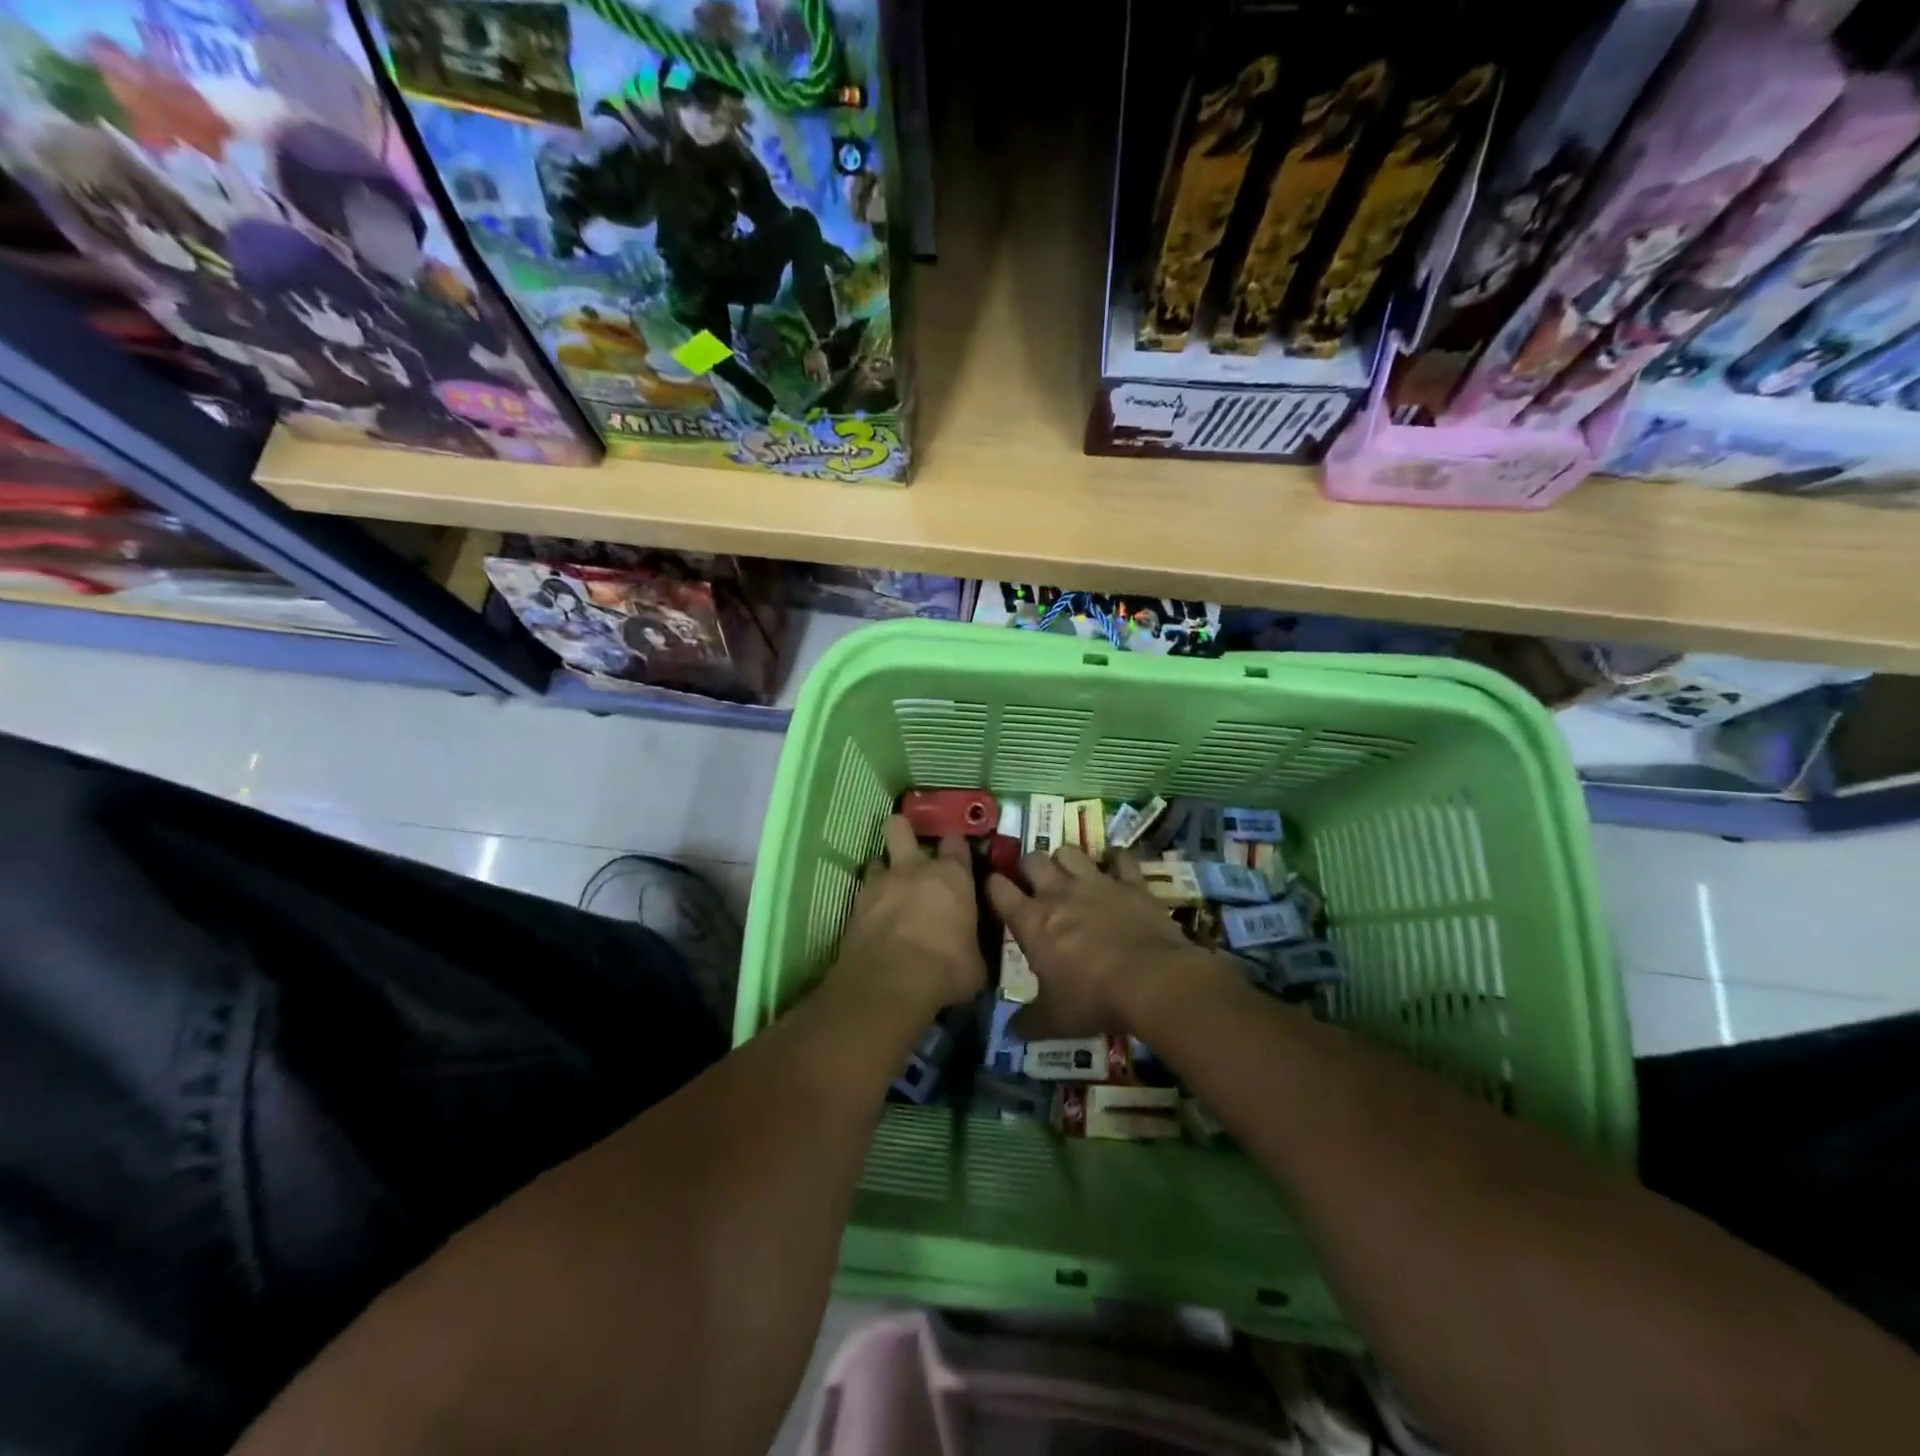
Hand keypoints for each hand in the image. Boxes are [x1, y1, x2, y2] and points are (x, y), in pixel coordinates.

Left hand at [832, 815, 985, 1014]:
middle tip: (908, 847)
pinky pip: (862, 891)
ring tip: (888, 887)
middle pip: (901, 827)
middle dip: (903, 830)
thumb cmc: (946, 969)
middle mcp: (914, 868)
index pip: (956, 842)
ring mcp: (880, 883)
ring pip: (876, 858)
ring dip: (883, 870)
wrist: (890, 984)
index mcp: (952, 876)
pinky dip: (868, 901)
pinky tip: (873, 917)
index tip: (957, 856)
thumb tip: (972, 949)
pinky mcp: (854, 905)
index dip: (955, 846)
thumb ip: (972, 943)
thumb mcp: (975, 963)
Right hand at [987, 846, 1214, 1038]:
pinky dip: (1118, 860)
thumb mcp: (1054, 1020)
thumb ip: (1028, 1022)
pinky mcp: (1131, 883)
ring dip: (1067, 860)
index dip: (993, 886)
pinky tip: (1118, 866)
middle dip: (1030, 868)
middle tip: (1036, 885)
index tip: (994, 891)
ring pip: (1071, 851)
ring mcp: (1096, 882)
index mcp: (1032, 921)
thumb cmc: (1093, 999)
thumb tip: (1010, 1033)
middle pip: (1033, 859)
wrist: (1152, 981)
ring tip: (1071, 875)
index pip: (998, 890)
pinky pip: (1121, 858)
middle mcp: (1059, 893)